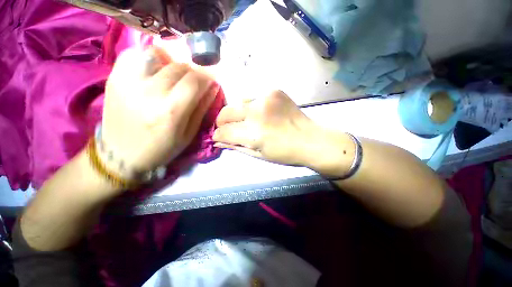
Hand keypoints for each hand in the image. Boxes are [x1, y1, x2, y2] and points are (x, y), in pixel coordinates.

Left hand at [102, 47, 218, 176]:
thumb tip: (213, 88)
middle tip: (195, 80)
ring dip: (172, 62)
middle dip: (193, 70)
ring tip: (174, 74)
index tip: (211, 80)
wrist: (120, 154)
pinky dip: (149, 58)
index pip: (195, 80)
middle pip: (178, 66)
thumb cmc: (161, 148)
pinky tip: (153, 70)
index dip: (207, 77)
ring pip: (157, 54)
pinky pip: (134, 55)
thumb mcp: (189, 134)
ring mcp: (128, 82)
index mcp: (171, 110)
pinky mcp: (114, 78)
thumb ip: (202, 109)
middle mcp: (149, 92)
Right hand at [213, 91, 353, 175]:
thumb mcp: (259, 155)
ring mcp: (265, 98)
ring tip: (248, 121)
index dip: (218, 135)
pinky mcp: (274, 91)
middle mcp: (256, 112)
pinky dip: (253, 107)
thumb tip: (218, 142)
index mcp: (253, 133)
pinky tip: (262, 114)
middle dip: (222, 122)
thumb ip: (236, 146)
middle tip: (229, 128)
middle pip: (226, 112)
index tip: (218, 137)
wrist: (310, 139)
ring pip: (238, 103)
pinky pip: (254, 98)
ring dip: (238, 114)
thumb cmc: (285, 153)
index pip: (223, 131)